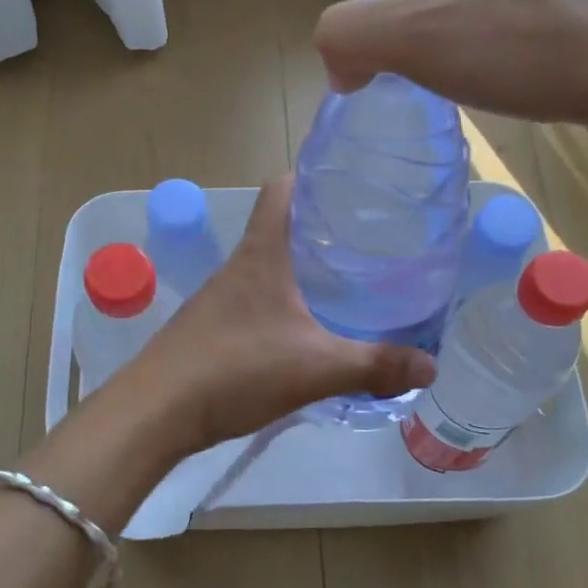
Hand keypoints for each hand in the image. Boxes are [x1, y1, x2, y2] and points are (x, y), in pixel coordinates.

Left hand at [114, 176, 436, 454]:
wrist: (156, 412)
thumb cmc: (234, 370)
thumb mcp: (316, 368)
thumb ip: (375, 365)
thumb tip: (432, 366)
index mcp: (261, 255)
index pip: (281, 190)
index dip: (311, 176)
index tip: (350, 183)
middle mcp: (238, 267)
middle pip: (280, 227)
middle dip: (320, 227)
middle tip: (368, 240)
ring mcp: (220, 298)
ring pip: (269, 267)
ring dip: (302, 269)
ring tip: (347, 283)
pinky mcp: (212, 329)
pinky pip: (256, 302)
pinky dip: (284, 304)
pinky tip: (307, 331)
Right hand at [314, 0, 587, 127]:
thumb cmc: (525, 45)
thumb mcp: (409, 38)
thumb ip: (345, 36)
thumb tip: (341, 65)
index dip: (401, 31)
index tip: (432, 65)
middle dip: (444, 36)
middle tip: (473, 74)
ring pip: (489, 4)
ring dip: (484, 44)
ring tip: (511, 75)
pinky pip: (534, 14)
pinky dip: (526, 46)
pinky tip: (544, 70)